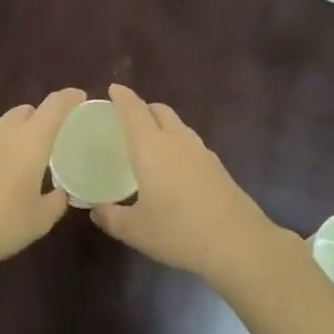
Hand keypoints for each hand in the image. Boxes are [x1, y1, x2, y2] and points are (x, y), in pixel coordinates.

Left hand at [0, 89, 85, 276]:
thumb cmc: (0, 224)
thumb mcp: (39, 221)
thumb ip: (56, 202)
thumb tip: (61, 193)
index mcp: (31, 140)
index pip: (55, 105)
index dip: (70, 98)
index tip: (80, 98)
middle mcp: (4, 132)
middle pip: (26, 110)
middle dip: (41, 117)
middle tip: (52, 137)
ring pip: (2, 124)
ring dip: (16, 132)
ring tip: (23, 156)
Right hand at [90, 84, 292, 284]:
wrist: (237, 243)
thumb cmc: (178, 232)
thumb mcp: (135, 230)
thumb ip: (111, 217)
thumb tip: (95, 210)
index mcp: (151, 147)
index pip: (134, 110)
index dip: (122, 97)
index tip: (113, 89)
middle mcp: (177, 141)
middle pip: (160, 111)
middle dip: (143, 108)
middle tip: (128, 120)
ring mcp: (202, 152)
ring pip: (179, 126)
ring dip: (163, 126)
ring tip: (150, 144)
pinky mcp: (218, 167)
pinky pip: (191, 144)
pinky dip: (178, 145)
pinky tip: (174, 168)